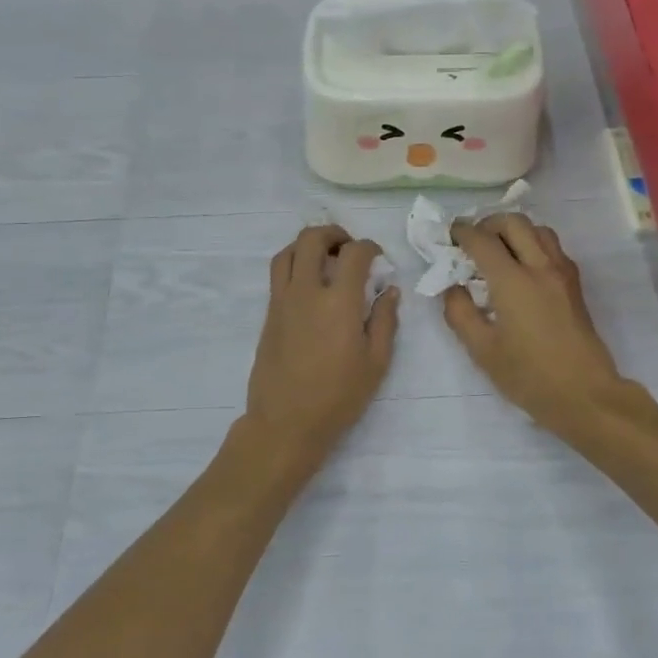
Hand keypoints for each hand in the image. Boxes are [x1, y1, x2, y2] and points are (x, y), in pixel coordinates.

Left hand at [244, 225, 399, 462]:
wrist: (286, 422)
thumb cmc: (338, 397)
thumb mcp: (375, 362)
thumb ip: (384, 321)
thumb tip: (389, 291)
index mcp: (338, 302)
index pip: (353, 253)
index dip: (369, 247)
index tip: (378, 257)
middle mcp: (306, 292)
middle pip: (311, 239)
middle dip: (333, 234)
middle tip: (349, 248)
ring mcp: (282, 301)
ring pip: (287, 252)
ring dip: (307, 245)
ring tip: (324, 258)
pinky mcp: (268, 315)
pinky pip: (278, 275)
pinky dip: (294, 265)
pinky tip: (309, 284)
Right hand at [443, 214, 629, 435]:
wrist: (584, 394)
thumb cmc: (528, 376)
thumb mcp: (482, 350)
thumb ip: (460, 313)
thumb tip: (452, 287)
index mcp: (513, 281)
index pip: (483, 240)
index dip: (462, 232)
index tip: (449, 235)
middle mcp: (540, 267)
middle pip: (514, 222)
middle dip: (488, 224)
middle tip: (472, 242)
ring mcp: (562, 273)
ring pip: (538, 229)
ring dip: (514, 231)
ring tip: (498, 251)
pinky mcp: (575, 284)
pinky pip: (552, 247)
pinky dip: (533, 244)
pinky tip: (521, 269)